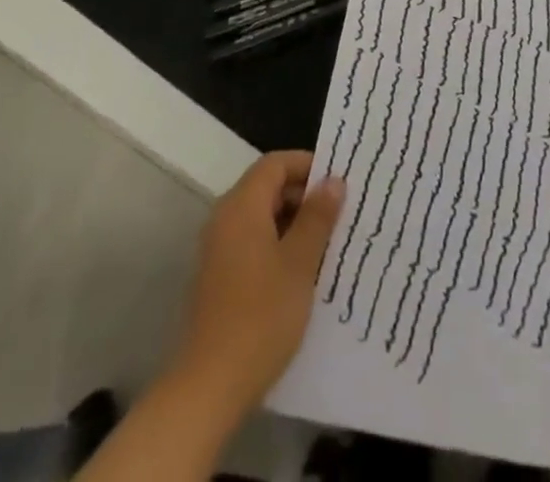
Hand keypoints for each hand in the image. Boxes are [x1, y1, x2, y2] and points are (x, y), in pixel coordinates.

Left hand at [167, 150, 344, 424]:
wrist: (209, 386)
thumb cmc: (261, 315)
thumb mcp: (300, 263)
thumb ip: (317, 217)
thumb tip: (333, 181)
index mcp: (242, 206)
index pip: (275, 163)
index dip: (307, 165)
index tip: (338, 182)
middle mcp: (225, 219)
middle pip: (266, 187)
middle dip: (303, 195)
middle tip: (339, 213)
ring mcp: (218, 249)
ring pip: (261, 217)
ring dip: (293, 222)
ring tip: (327, 242)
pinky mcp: (218, 277)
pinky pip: (252, 242)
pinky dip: (277, 244)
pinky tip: (302, 271)